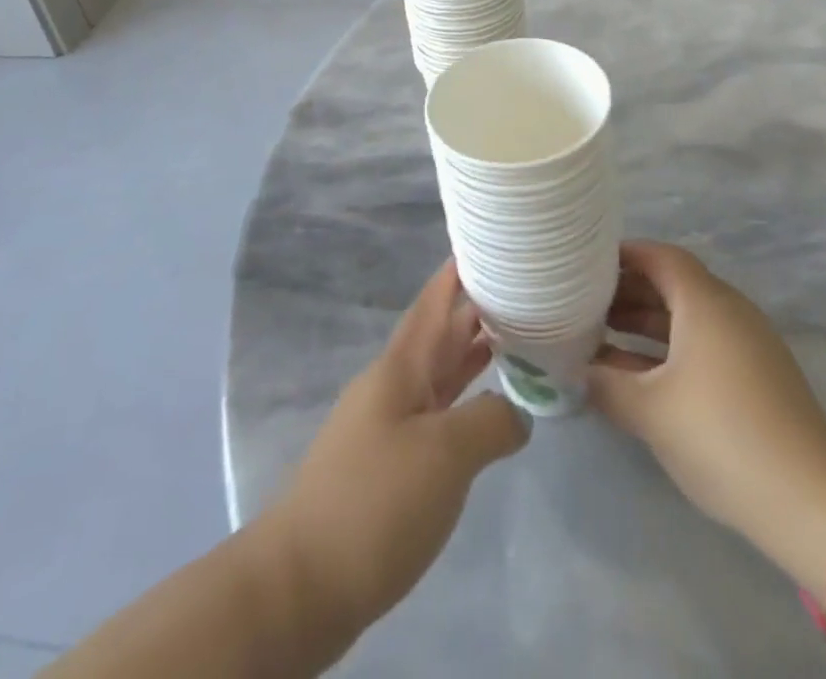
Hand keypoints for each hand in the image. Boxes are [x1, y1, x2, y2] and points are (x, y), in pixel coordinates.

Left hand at [277, 259, 528, 630]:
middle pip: (440, 334)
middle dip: (477, 309)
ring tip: (517, 337)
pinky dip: (465, 402)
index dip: (460, 270)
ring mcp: (389, 425)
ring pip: (440, 374)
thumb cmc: (375, 501)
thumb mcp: (445, 454)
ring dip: (473, 355)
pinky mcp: (390, 466)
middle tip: (523, 289)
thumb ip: (490, 422)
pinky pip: (437, 415)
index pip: (435, 301)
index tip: (489, 242)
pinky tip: (486, 412)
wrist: (302, 584)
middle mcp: (394, 385)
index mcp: (401, 366)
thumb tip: (516, 413)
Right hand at [588, 242, 825, 568]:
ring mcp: (746, 344)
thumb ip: (606, 385)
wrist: (809, 499)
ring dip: (646, 325)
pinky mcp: (756, 377)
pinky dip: (668, 350)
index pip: (661, 257)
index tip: (588, 265)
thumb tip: (576, 372)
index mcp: (705, 302)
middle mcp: (728, 311)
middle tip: (585, 305)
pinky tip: (637, 376)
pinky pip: (702, 345)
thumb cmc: (720, 435)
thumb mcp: (651, 411)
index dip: (625, 255)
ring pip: (686, 318)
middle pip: (673, 285)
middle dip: (629, 292)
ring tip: (601, 338)